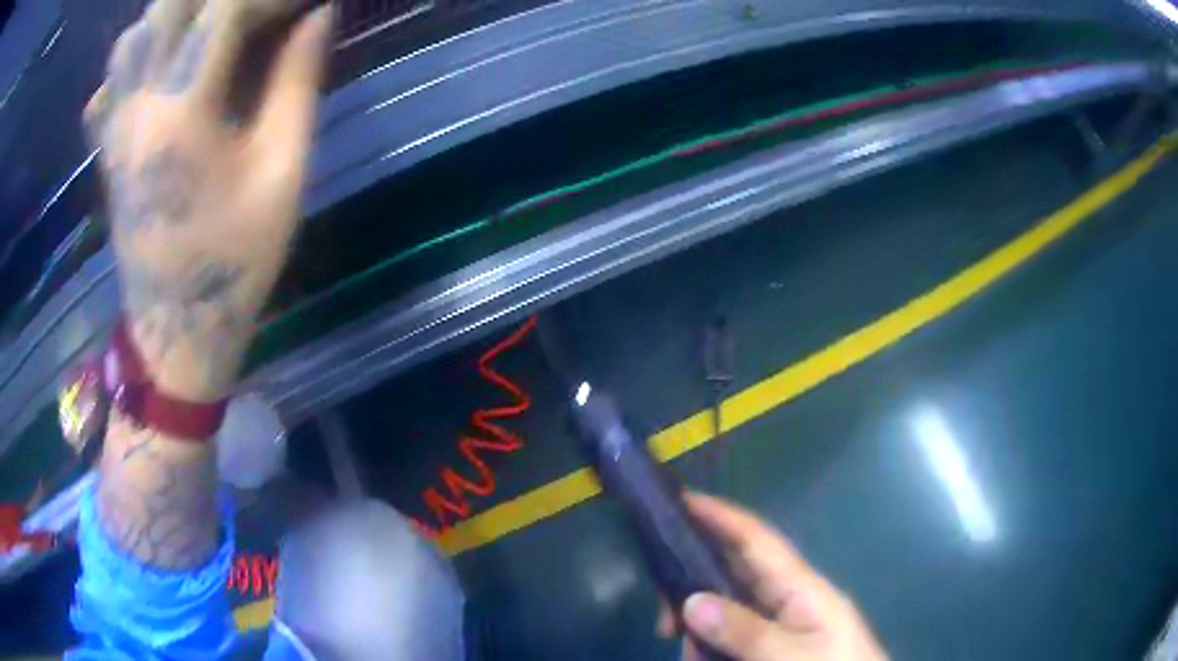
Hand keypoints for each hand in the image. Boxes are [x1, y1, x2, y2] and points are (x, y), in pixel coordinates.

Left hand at [83, 0, 333, 400]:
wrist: (176, 331)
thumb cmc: (233, 261)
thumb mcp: (282, 173)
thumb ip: (297, 84)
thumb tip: (319, 15)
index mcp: (181, 112)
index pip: (224, 9)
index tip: (304, 5)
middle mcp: (137, 106)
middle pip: (168, 6)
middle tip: (253, 14)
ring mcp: (115, 128)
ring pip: (134, 35)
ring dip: (176, 15)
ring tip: (211, 29)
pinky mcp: (107, 149)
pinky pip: (110, 80)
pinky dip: (137, 53)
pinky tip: (160, 64)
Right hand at [657, 493, 886, 660]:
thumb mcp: (789, 655)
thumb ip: (744, 630)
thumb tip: (691, 600)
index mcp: (801, 586)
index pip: (756, 539)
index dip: (721, 516)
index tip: (682, 499)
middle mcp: (790, 595)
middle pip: (735, 572)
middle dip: (695, 587)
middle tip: (664, 618)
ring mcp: (784, 619)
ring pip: (729, 608)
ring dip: (702, 630)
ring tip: (688, 657)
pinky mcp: (780, 640)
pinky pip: (737, 632)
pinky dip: (714, 645)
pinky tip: (702, 659)